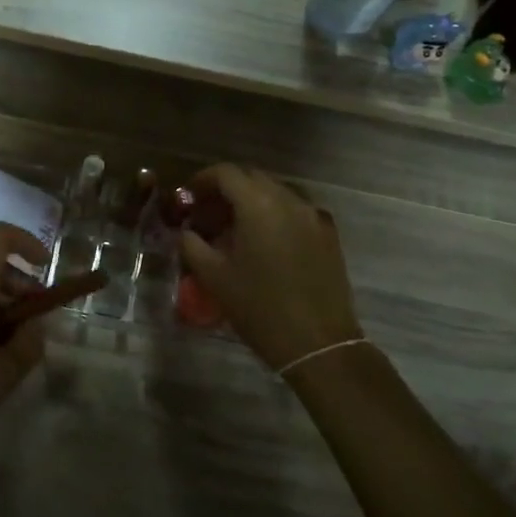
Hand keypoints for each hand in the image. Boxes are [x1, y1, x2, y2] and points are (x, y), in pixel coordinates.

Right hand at [176, 164, 363, 372]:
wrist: (317, 343)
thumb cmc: (259, 308)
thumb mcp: (213, 277)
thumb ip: (192, 245)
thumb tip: (187, 231)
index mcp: (258, 204)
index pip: (226, 173)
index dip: (203, 180)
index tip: (189, 197)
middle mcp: (289, 199)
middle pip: (252, 178)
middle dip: (227, 190)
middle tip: (209, 214)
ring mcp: (313, 215)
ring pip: (276, 192)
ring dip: (252, 201)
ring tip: (236, 229)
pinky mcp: (328, 233)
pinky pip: (296, 210)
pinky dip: (275, 215)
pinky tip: (266, 243)